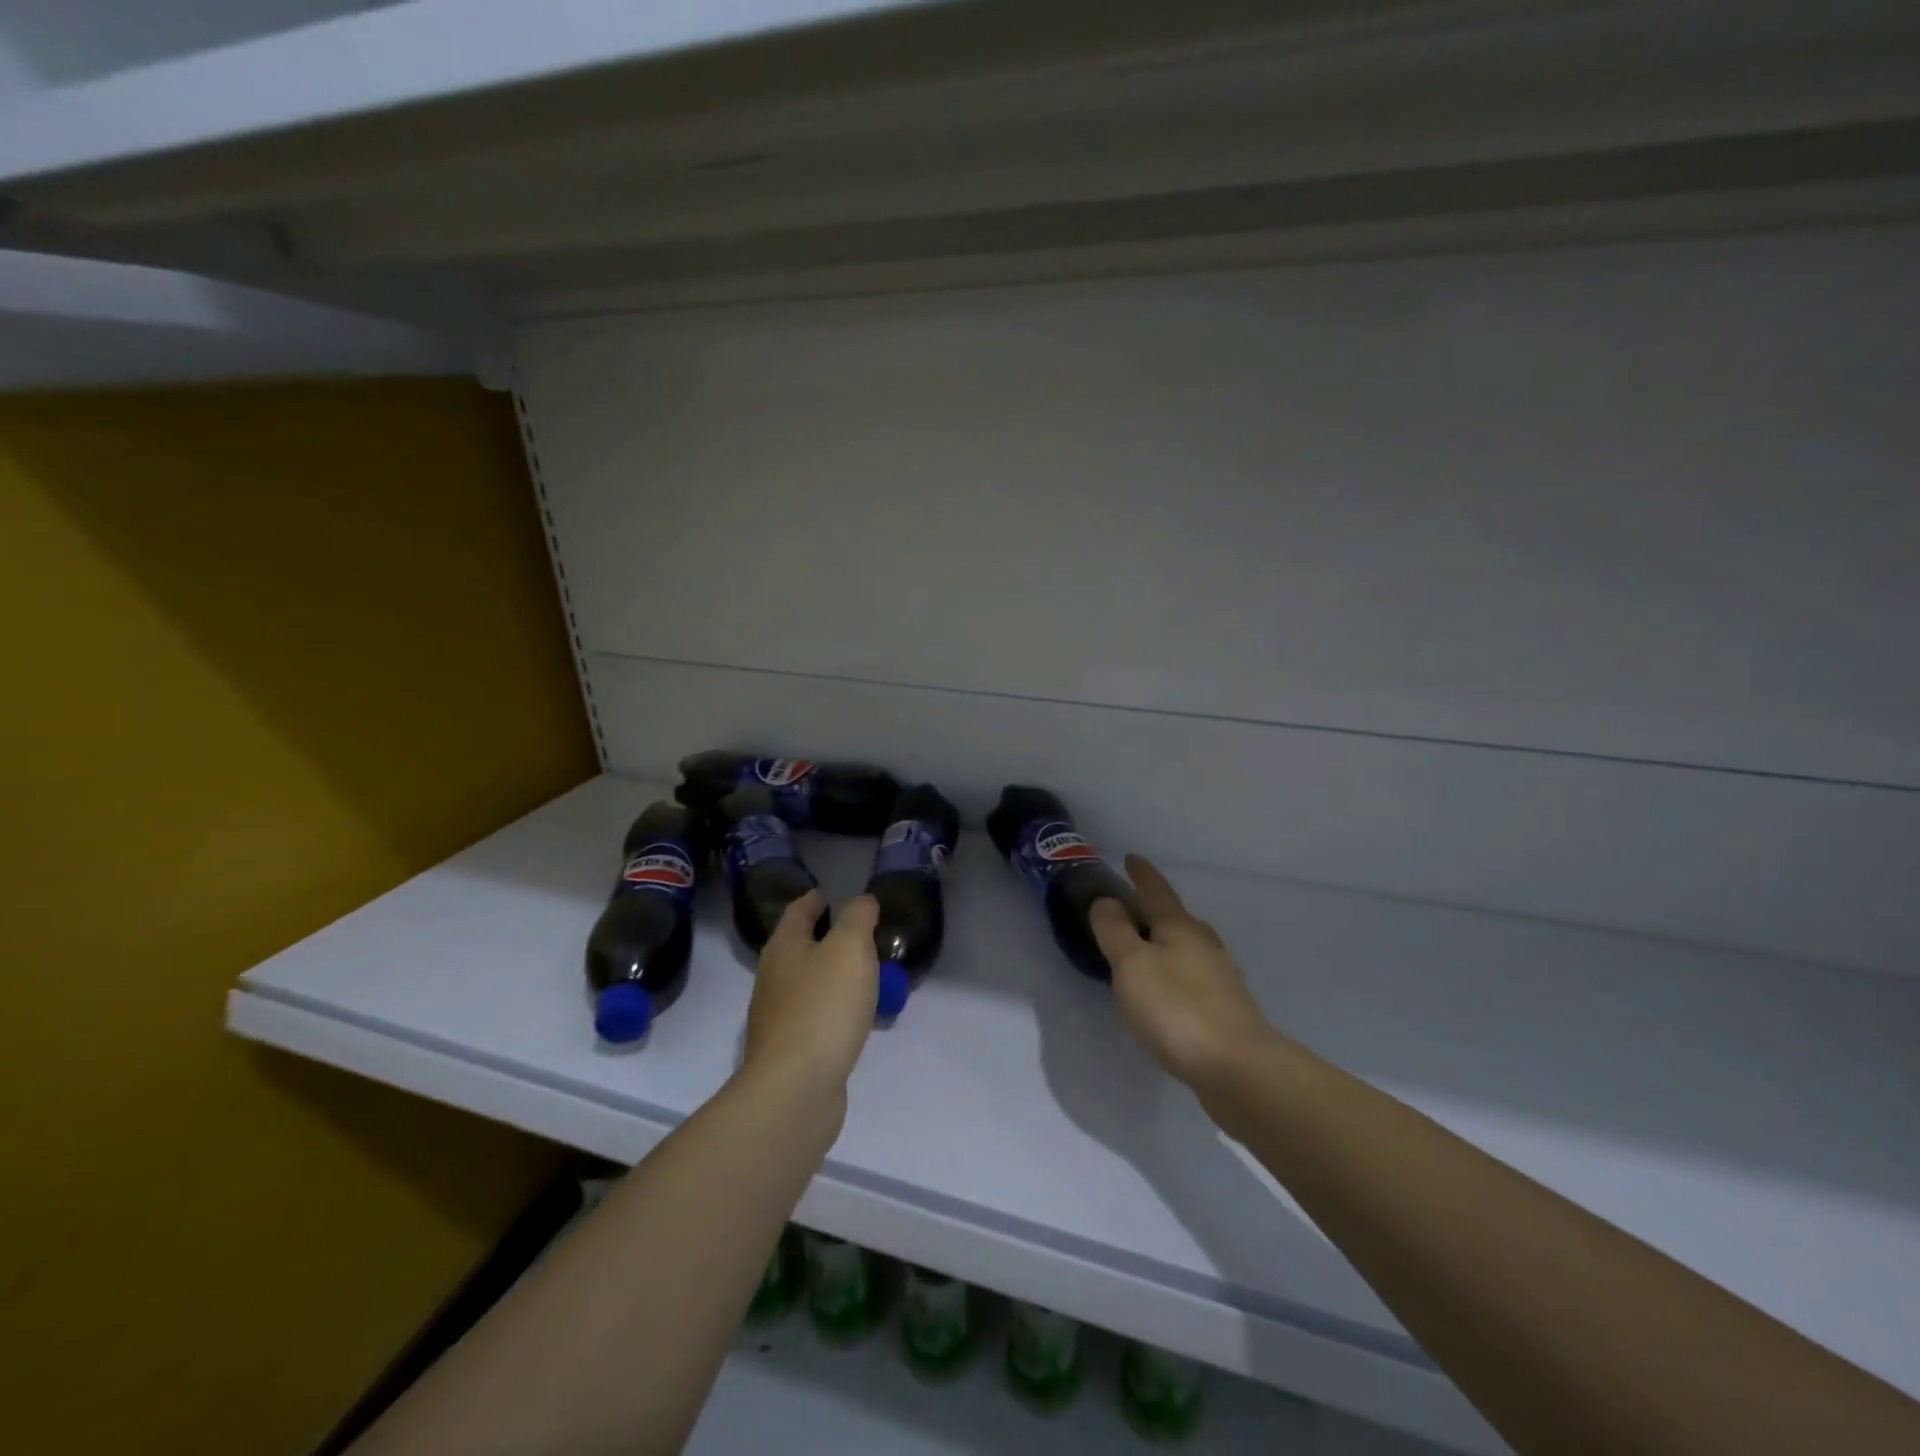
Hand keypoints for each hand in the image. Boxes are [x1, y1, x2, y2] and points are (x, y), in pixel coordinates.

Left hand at [742, 892, 879, 1100]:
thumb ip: (858, 917)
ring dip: (836, 975)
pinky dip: (837, 1008)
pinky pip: (817, 1015)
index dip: (819, 898)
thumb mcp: (850, 947)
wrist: (796, 1088)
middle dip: (831, 938)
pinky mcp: (790, 1049)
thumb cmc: (824, 1005)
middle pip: (802, 946)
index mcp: (784, 946)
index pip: (799, 909)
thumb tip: (861, 901)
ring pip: (811, 982)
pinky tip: (859, 1017)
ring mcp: (779, 1015)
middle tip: (866, 935)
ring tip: (869, 975)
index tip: (839, 894)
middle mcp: (774, 976)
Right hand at [1091, 855, 1275, 1095]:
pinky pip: (1192, 979)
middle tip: (1130, 910)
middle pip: (1176, 919)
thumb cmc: (1177, 1008)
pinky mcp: (1225, 1010)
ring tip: (1143, 953)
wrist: (1237, 1068)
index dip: (1142, 874)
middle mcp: (1204, 945)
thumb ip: (1116, 931)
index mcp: (1180, 927)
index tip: (1131, 857)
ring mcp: (1220, 978)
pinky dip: (1174, 976)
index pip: (1157, 891)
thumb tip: (1107, 901)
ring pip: (1187, 949)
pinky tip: (1165, 995)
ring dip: (1165, 945)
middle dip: (1154, 911)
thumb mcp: (1132, 965)